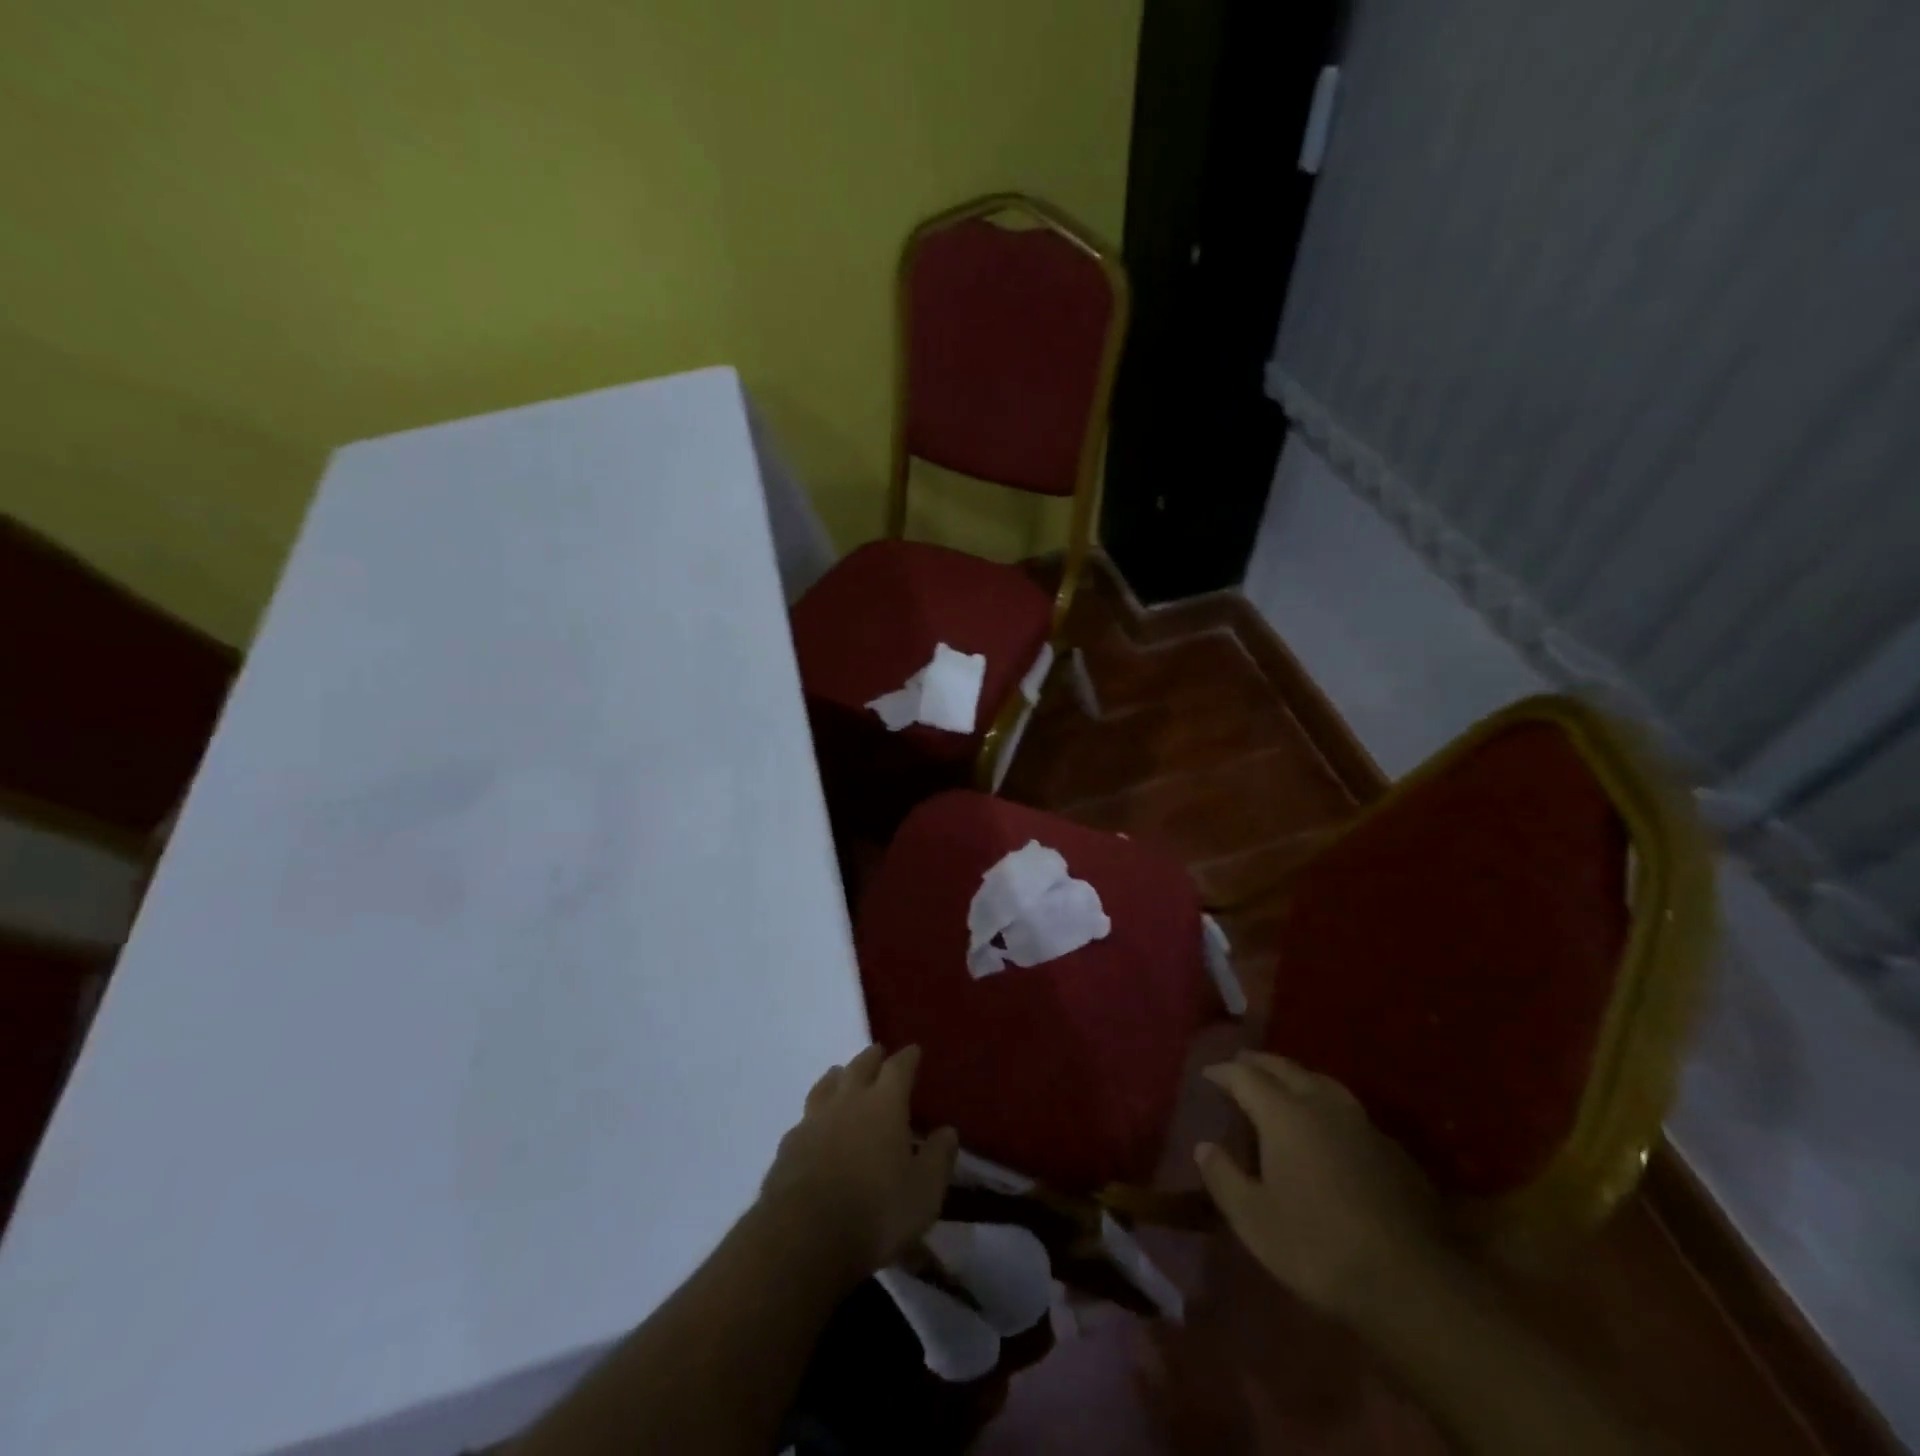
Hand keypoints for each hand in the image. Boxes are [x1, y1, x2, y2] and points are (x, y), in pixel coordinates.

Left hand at [758, 1044, 958, 1285]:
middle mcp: (848, 1100)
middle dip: (871, 1058)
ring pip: (826, 1085)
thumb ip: (938, 1158)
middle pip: (859, 1066)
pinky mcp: (788, 1146)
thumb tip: (947, 1131)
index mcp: (885, 1104)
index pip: (898, 1068)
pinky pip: (805, 1118)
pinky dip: (815, 1115)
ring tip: (842, 1076)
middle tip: (878, 1054)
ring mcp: (813, 1120)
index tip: (914, 1051)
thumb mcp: (924, 1192)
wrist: (804, 1237)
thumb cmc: (876, 1211)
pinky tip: (815, 1126)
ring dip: (838, 1077)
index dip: (908, 1058)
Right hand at [1196, 1051, 1448, 1324]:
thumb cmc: (1319, 1247)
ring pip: (1322, 1082)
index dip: (1223, 1072)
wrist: (1412, 1284)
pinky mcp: (1393, 1151)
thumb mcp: (1254, 1220)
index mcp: (1284, 1114)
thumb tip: (1204, 1147)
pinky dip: (1326, 1105)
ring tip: (1283, 1084)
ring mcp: (1363, 1125)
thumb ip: (1224, 1177)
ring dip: (1296, 1077)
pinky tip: (1328, 1127)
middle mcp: (1323, 1106)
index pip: (1245, 1076)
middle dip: (1259, 1063)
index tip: (1208, 1074)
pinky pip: (1349, 1110)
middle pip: (1286, 1068)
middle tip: (1241, 1063)